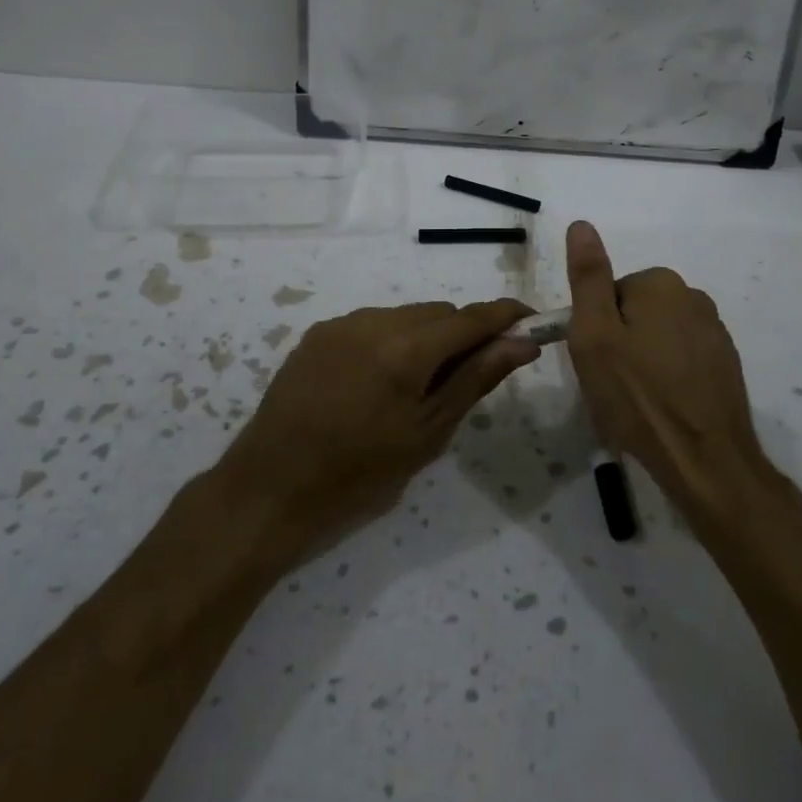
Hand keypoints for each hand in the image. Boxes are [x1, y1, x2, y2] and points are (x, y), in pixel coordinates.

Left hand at [225, 299, 539, 546]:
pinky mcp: (318, 333)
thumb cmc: (359, 474)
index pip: (471, 317)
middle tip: (465, 379)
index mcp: (406, 349)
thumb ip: (475, 379)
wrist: (271, 488)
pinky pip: (372, 324)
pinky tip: (376, 384)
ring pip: (405, 316)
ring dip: (425, 338)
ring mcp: (342, 323)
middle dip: (462, 335)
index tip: (531, 323)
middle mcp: (374, 321)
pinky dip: (390, 342)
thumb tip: (521, 343)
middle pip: (438, 313)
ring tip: (414, 389)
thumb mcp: (428, 434)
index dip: (506, 316)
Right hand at [564, 220, 789, 524]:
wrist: (705, 461)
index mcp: (660, 284)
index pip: (609, 293)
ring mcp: (715, 332)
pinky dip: (669, 377)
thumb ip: (588, 277)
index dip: (595, 328)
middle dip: (620, 343)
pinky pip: (683, 359)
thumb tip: (581, 224)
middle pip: (635, 312)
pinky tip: (664, 409)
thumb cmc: (637, 395)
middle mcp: (693, 297)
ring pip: (658, 336)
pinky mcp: (726, 364)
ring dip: (644, 361)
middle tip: (613, 384)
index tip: (596, 362)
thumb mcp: (594, 334)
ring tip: (638, 402)